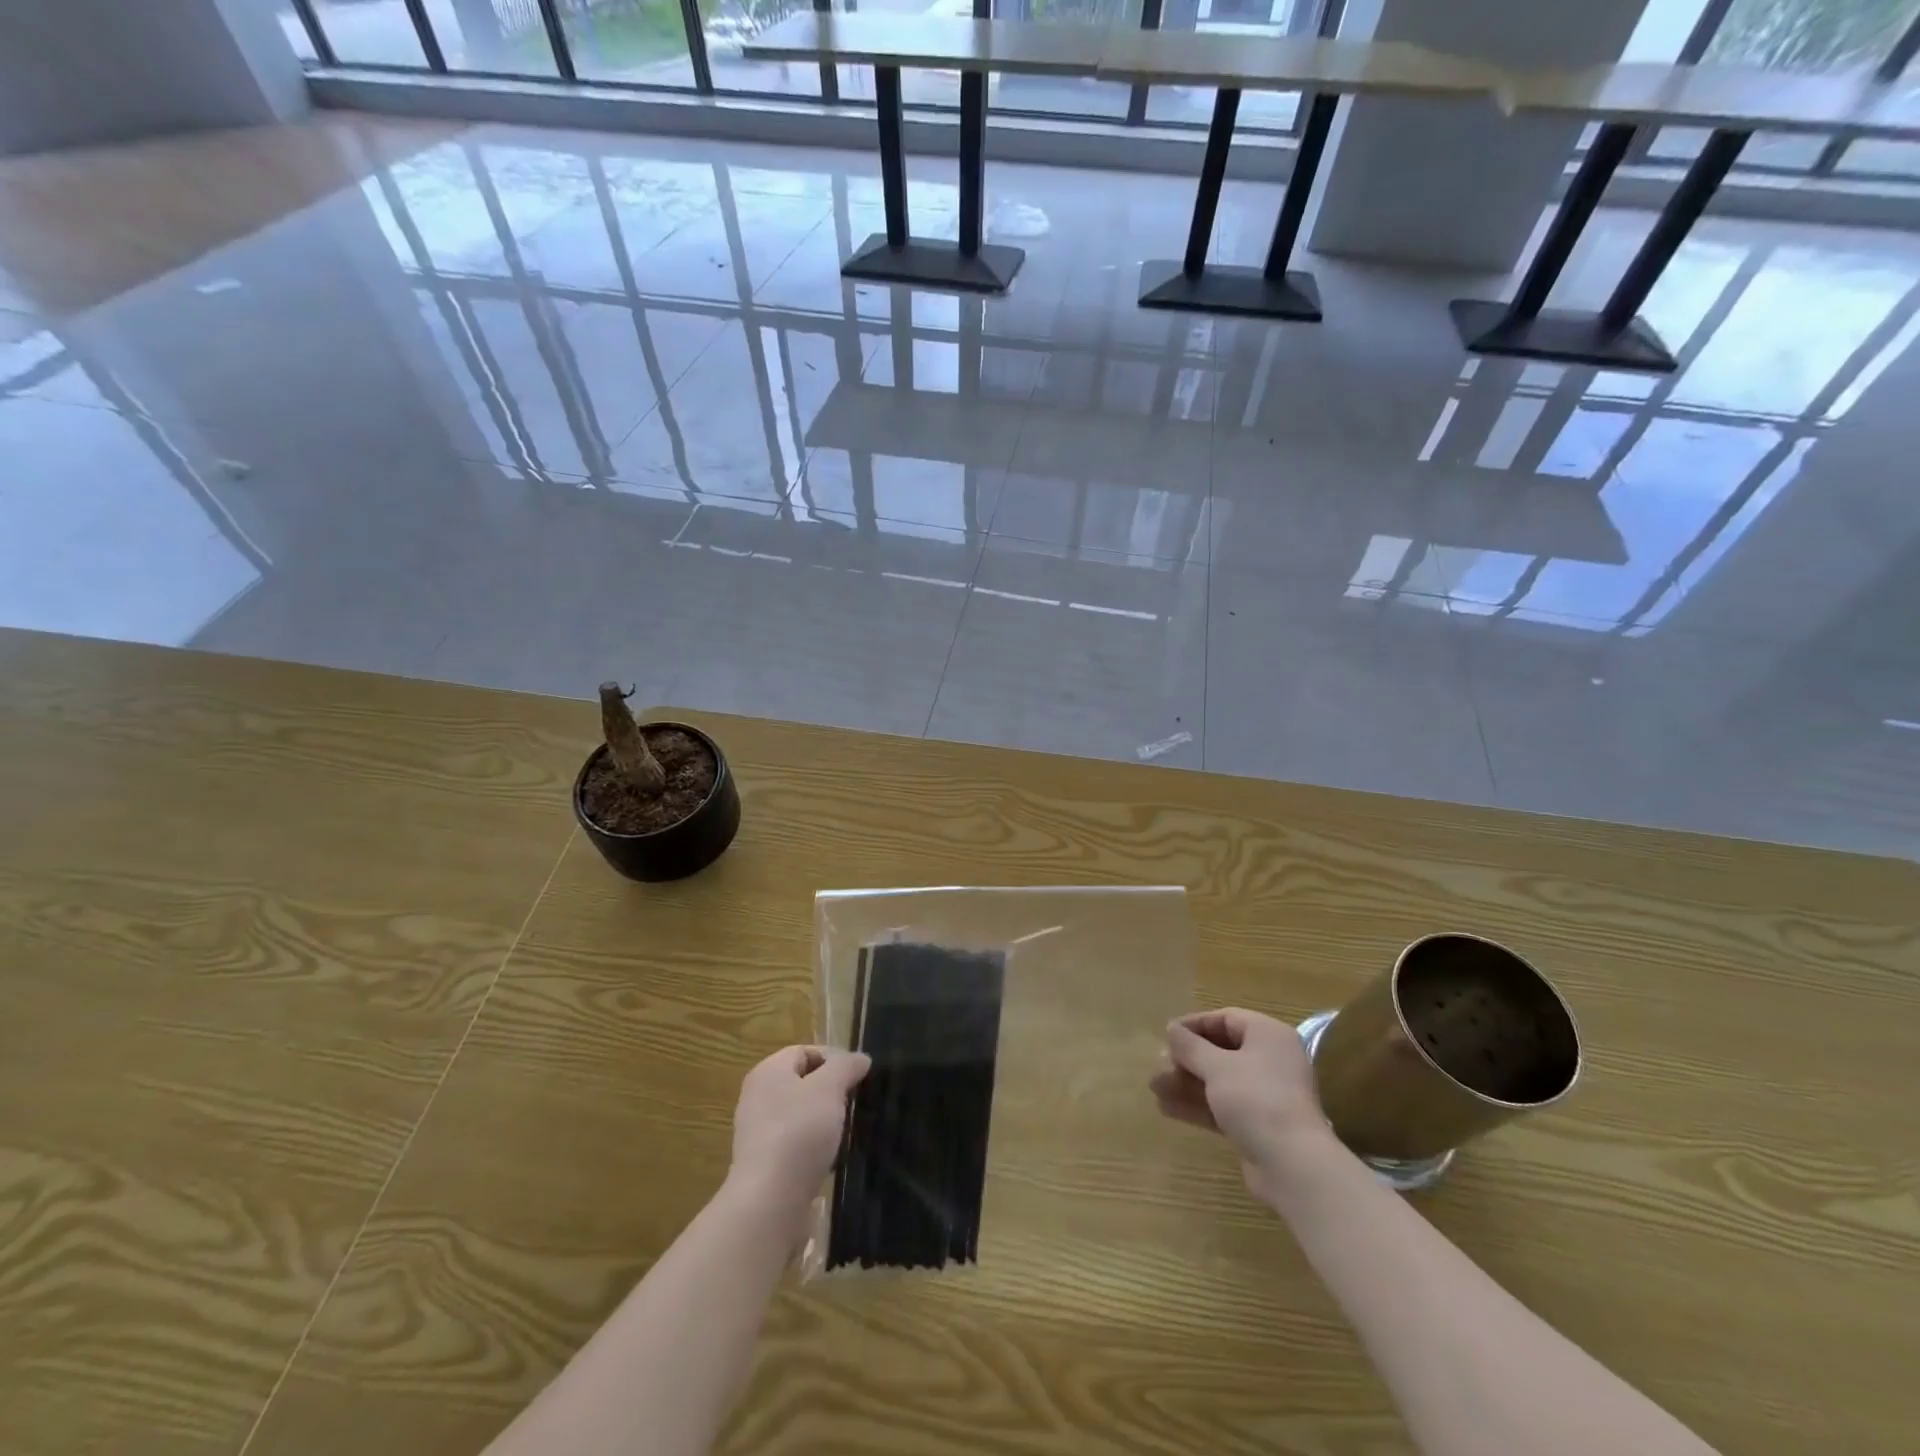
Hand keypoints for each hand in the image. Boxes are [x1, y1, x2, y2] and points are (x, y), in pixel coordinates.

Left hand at [730, 1045, 869, 1218]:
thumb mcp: (830, 1088)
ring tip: (846, 1131)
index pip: (805, 1051)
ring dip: (824, 1120)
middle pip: (802, 1082)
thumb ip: (846, 1066)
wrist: (771, 1201)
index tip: (858, 1077)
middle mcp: (758, 1097)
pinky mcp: (764, 1165)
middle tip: (854, 1102)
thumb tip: (860, 1059)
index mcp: (768, 1072)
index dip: (834, 1058)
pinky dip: (813, 1147)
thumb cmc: (799, 1131)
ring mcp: (758, 1133)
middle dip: (831, 1090)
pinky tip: (830, 1158)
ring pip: (800, 1115)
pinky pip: (795, 1144)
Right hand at [1150, 1009, 1333, 1201]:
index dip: (1194, 1024)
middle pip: (1221, 1051)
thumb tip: (1172, 1029)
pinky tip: (1167, 1108)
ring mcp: (1265, 1094)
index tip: (1166, 1034)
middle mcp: (1270, 1060)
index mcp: (1268, 1035)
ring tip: (1155, 1088)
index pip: (1225, 1019)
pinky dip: (1198, 1105)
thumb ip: (1190, 1046)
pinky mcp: (1259, 1124)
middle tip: (1158, 1065)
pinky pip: (1223, 1106)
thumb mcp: (1217, 1067)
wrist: (1293, 1166)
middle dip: (1186, 1059)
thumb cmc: (1255, 1099)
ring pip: (1219, 1081)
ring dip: (1187, 1083)